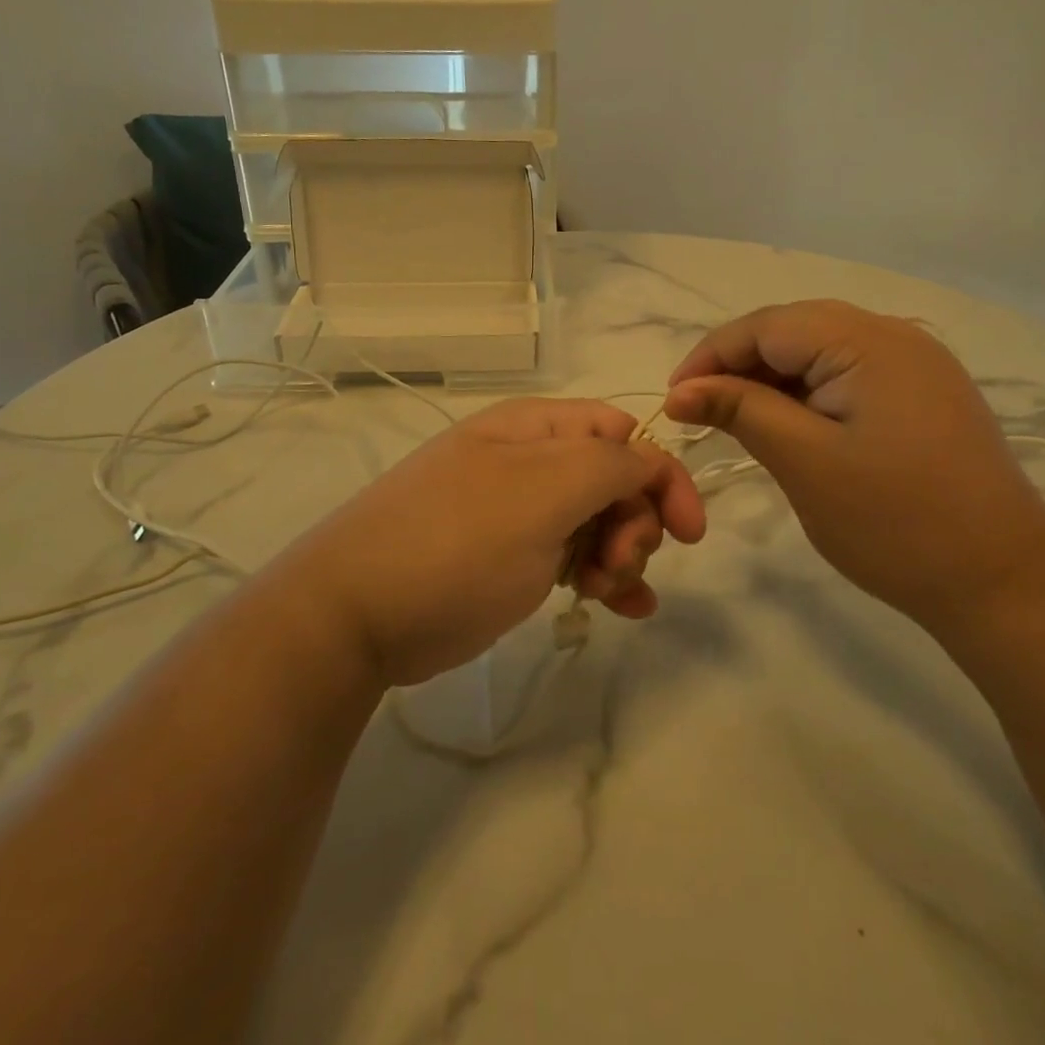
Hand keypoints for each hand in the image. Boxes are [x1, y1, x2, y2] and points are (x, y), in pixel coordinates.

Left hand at [274, 399, 705, 686]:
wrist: (355, 615)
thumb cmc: (456, 543)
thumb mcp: (541, 492)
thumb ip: (609, 464)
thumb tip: (649, 459)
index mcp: (535, 428)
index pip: (623, 433)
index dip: (661, 475)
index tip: (688, 531)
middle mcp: (527, 461)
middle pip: (613, 479)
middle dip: (634, 522)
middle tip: (616, 565)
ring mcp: (515, 511)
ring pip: (595, 521)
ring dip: (619, 554)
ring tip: (606, 593)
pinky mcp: (506, 557)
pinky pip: (571, 555)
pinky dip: (601, 576)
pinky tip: (621, 607)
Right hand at [665, 301, 1044, 624]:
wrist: (1005, 583)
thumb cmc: (896, 523)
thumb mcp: (804, 462)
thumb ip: (740, 411)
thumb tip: (680, 390)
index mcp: (869, 341)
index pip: (767, 324)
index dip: (711, 355)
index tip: (673, 399)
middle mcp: (896, 336)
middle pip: (794, 330)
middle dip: (738, 364)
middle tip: (699, 410)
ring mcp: (916, 364)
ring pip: (820, 351)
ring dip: (771, 379)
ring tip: (735, 419)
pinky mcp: (924, 394)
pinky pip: (848, 374)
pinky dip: (807, 393)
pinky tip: (788, 424)